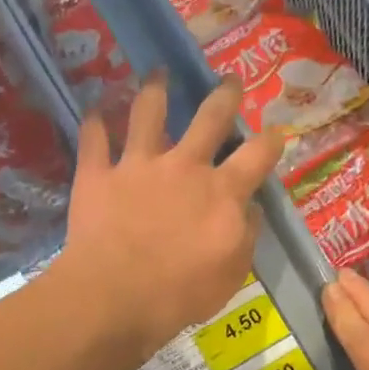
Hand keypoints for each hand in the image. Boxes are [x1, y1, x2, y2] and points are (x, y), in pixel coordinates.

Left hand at [57, 72, 282, 362]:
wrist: (115, 295)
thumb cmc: (180, 294)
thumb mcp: (231, 274)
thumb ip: (246, 236)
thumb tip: (251, 208)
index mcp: (223, 192)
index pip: (257, 155)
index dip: (271, 139)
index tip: (275, 131)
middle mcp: (184, 166)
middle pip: (210, 117)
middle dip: (224, 95)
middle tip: (229, 80)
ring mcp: (138, 165)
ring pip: (148, 112)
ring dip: (154, 89)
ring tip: (157, 73)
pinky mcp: (98, 174)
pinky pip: (94, 139)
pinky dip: (93, 123)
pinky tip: (93, 112)